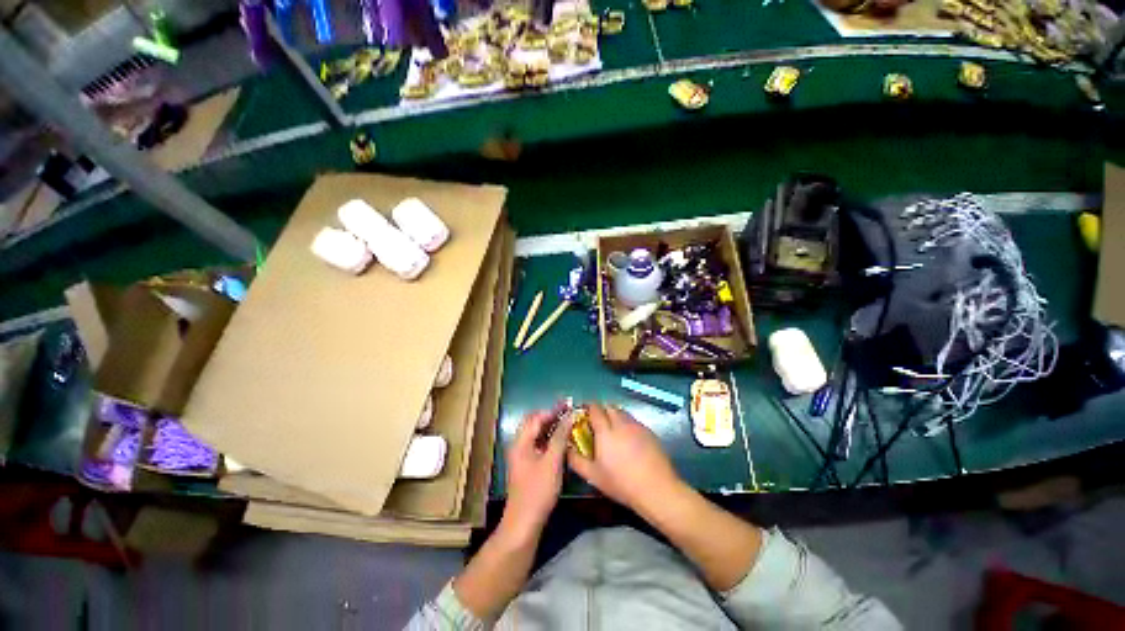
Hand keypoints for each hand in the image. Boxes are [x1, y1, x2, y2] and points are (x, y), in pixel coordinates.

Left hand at [501, 411, 572, 542]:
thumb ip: (560, 437)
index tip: (568, 408)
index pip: (535, 417)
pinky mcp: (527, 466)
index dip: (552, 411)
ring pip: (537, 435)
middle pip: (534, 424)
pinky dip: (549, 441)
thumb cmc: (538, 491)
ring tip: (568, 428)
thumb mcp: (552, 462)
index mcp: (521, 442)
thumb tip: (569, 416)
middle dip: (551, 418)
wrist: (524, 523)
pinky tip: (562, 445)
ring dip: (551, 429)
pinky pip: (538, 446)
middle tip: (569, 417)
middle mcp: (518, 445)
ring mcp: (522, 456)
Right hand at [566, 403, 682, 515]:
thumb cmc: (621, 483)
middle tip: (597, 423)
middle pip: (609, 407)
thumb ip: (576, 460)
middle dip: (602, 410)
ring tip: (613, 430)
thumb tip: (566, 449)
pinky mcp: (649, 432)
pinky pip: (634, 421)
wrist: (656, 489)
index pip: (595, 408)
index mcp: (605, 430)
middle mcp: (621, 423)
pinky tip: (629, 439)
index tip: (584, 414)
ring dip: (615, 415)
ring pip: (623, 412)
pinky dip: (627, 424)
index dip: (588, 408)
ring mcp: (637, 426)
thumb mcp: (593, 476)